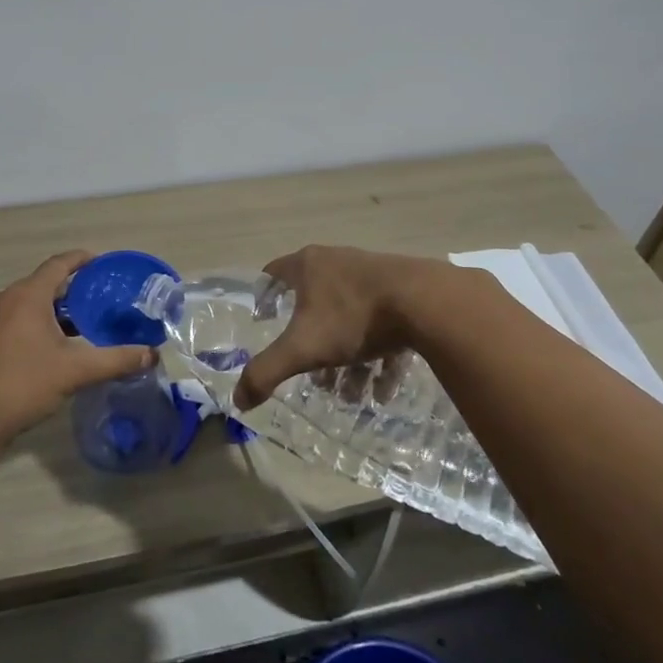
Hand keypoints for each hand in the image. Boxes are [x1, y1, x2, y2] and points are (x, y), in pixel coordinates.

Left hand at [0, 251, 156, 447]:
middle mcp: (5, 299)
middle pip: (43, 284)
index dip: (81, 260)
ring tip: (78, 327)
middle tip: (98, 301)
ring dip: (51, 310)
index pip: (59, 264)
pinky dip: (33, 324)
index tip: (101, 263)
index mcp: (28, 295)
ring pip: (26, 304)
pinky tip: (47, 349)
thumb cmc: (22, 384)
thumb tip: (151, 354)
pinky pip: (12, 320)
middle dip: (71, 290)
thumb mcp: (75, 371)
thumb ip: (115, 360)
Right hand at [233, 245, 441, 410]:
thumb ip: (267, 372)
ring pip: (349, 319)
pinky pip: (381, 325)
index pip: (273, 273)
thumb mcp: (303, 348)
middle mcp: (336, 262)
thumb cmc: (353, 317)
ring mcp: (371, 274)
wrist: (424, 301)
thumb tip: (238, 399)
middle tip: (314, 374)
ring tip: (352, 393)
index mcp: (307, 266)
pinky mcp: (402, 290)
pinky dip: (378, 357)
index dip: (264, 296)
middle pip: (314, 303)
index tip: (264, 319)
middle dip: (312, 342)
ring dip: (347, 358)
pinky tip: (382, 388)